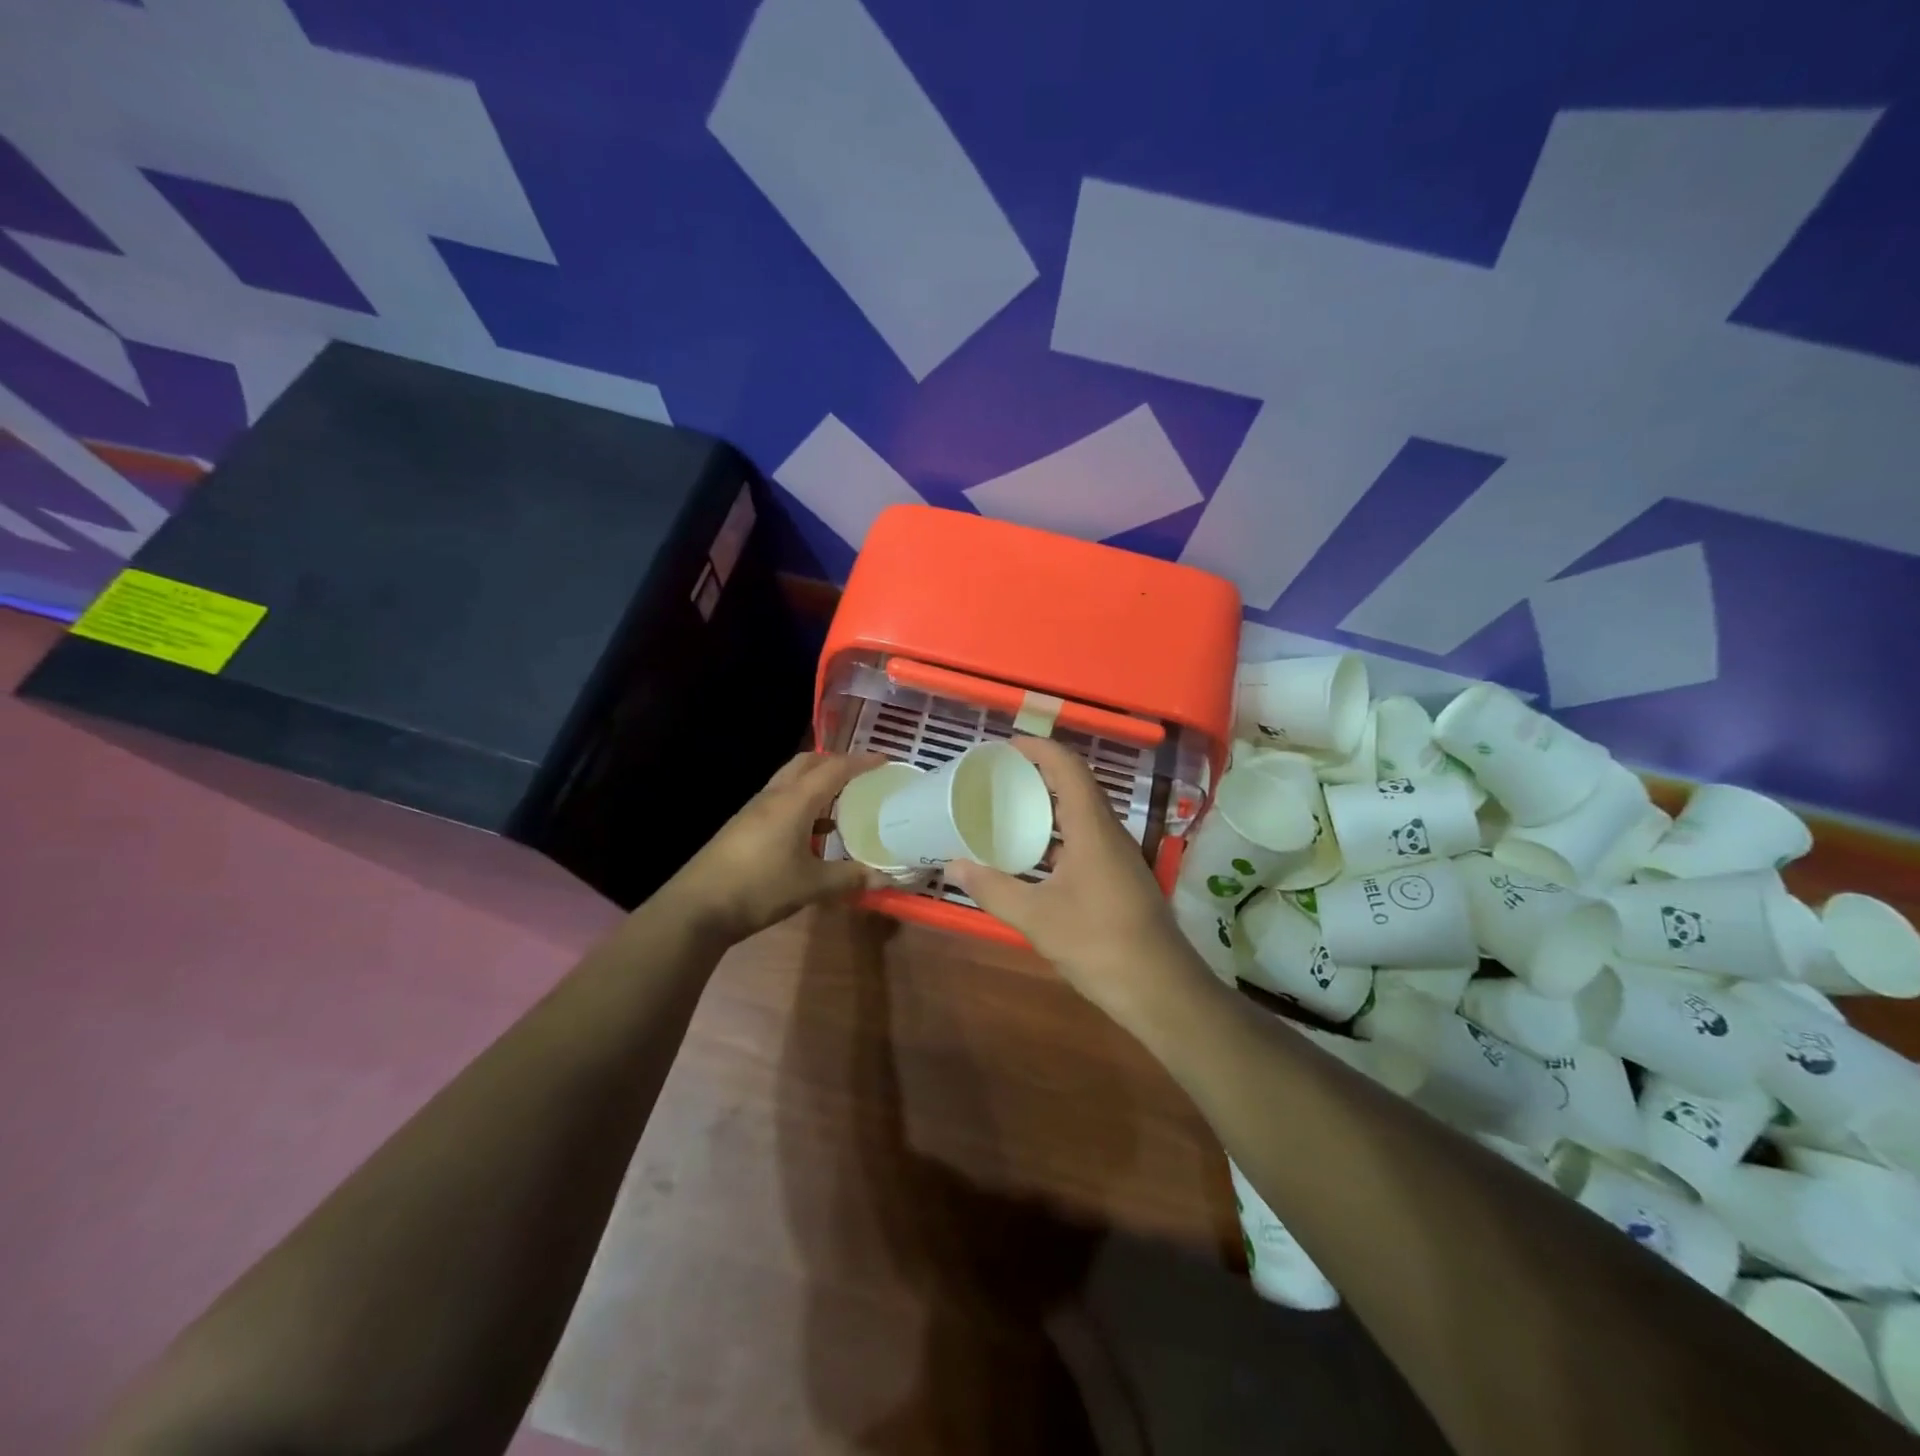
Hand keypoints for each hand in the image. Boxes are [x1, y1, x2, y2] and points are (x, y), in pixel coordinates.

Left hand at [667, 751, 890, 941]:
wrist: (698, 907)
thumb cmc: (760, 888)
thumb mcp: (811, 885)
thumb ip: (849, 877)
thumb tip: (884, 878)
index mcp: (794, 801)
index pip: (833, 769)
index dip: (861, 762)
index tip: (884, 760)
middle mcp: (774, 797)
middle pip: (806, 764)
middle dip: (835, 763)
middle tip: (860, 775)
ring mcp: (754, 811)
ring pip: (790, 782)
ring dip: (816, 784)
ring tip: (842, 801)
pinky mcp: (744, 827)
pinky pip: (780, 802)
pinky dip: (802, 804)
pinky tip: (812, 831)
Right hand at [945, 738, 1210, 1027]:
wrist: (1160, 989)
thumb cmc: (1099, 943)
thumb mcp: (1036, 917)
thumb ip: (993, 889)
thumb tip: (953, 865)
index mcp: (1092, 828)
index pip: (1069, 768)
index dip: (1040, 749)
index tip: (1006, 747)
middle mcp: (1109, 833)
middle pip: (1076, 786)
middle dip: (1039, 774)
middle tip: (999, 778)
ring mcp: (1119, 857)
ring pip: (1082, 815)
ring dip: (1049, 806)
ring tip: (1010, 812)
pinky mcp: (1121, 878)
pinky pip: (1086, 840)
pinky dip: (1059, 836)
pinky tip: (1035, 859)